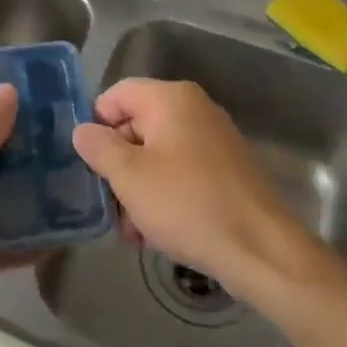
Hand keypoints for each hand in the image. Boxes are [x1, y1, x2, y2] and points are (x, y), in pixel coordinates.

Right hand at [73, 78, 339, 304]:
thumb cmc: (188, 205)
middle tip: (109, 205)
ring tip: (133, 230)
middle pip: (137, 124)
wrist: (263, 251)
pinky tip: (158, 232)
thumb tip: (83, 130)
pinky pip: (182, 171)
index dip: (96, 125)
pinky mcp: (227, 169)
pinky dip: (165, 194)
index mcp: (171, 98)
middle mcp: (195, 108)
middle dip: (118, 165)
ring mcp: (214, 138)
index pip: (116, 95)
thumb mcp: (130, 176)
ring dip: (139, 187)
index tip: (89, 165)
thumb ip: (99, 147)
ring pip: (158, 153)